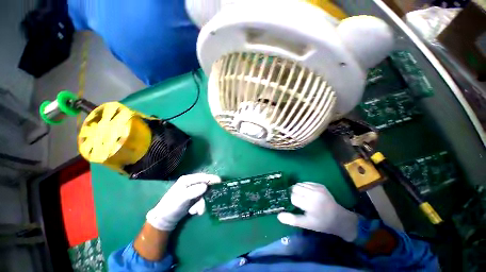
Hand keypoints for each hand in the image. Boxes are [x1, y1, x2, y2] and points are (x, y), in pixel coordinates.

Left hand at [146, 173, 220, 230]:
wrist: (164, 220)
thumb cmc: (171, 206)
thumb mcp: (181, 198)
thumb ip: (193, 192)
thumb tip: (206, 187)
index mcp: (187, 180)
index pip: (202, 177)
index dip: (211, 178)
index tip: (220, 181)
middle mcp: (191, 184)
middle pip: (205, 185)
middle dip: (206, 196)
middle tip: (207, 203)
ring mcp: (193, 191)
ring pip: (204, 194)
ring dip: (202, 204)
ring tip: (196, 211)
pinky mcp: (194, 198)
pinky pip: (202, 200)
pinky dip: (200, 206)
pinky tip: (194, 212)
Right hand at [277, 182, 358, 241]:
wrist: (340, 218)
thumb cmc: (322, 223)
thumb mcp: (307, 224)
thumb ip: (292, 219)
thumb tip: (278, 216)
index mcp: (310, 204)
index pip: (292, 197)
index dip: (291, 201)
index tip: (294, 206)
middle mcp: (313, 193)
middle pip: (294, 188)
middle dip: (293, 194)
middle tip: (297, 201)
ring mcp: (317, 188)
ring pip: (299, 184)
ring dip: (298, 190)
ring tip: (302, 197)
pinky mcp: (320, 185)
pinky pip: (306, 182)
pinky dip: (303, 187)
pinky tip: (308, 194)